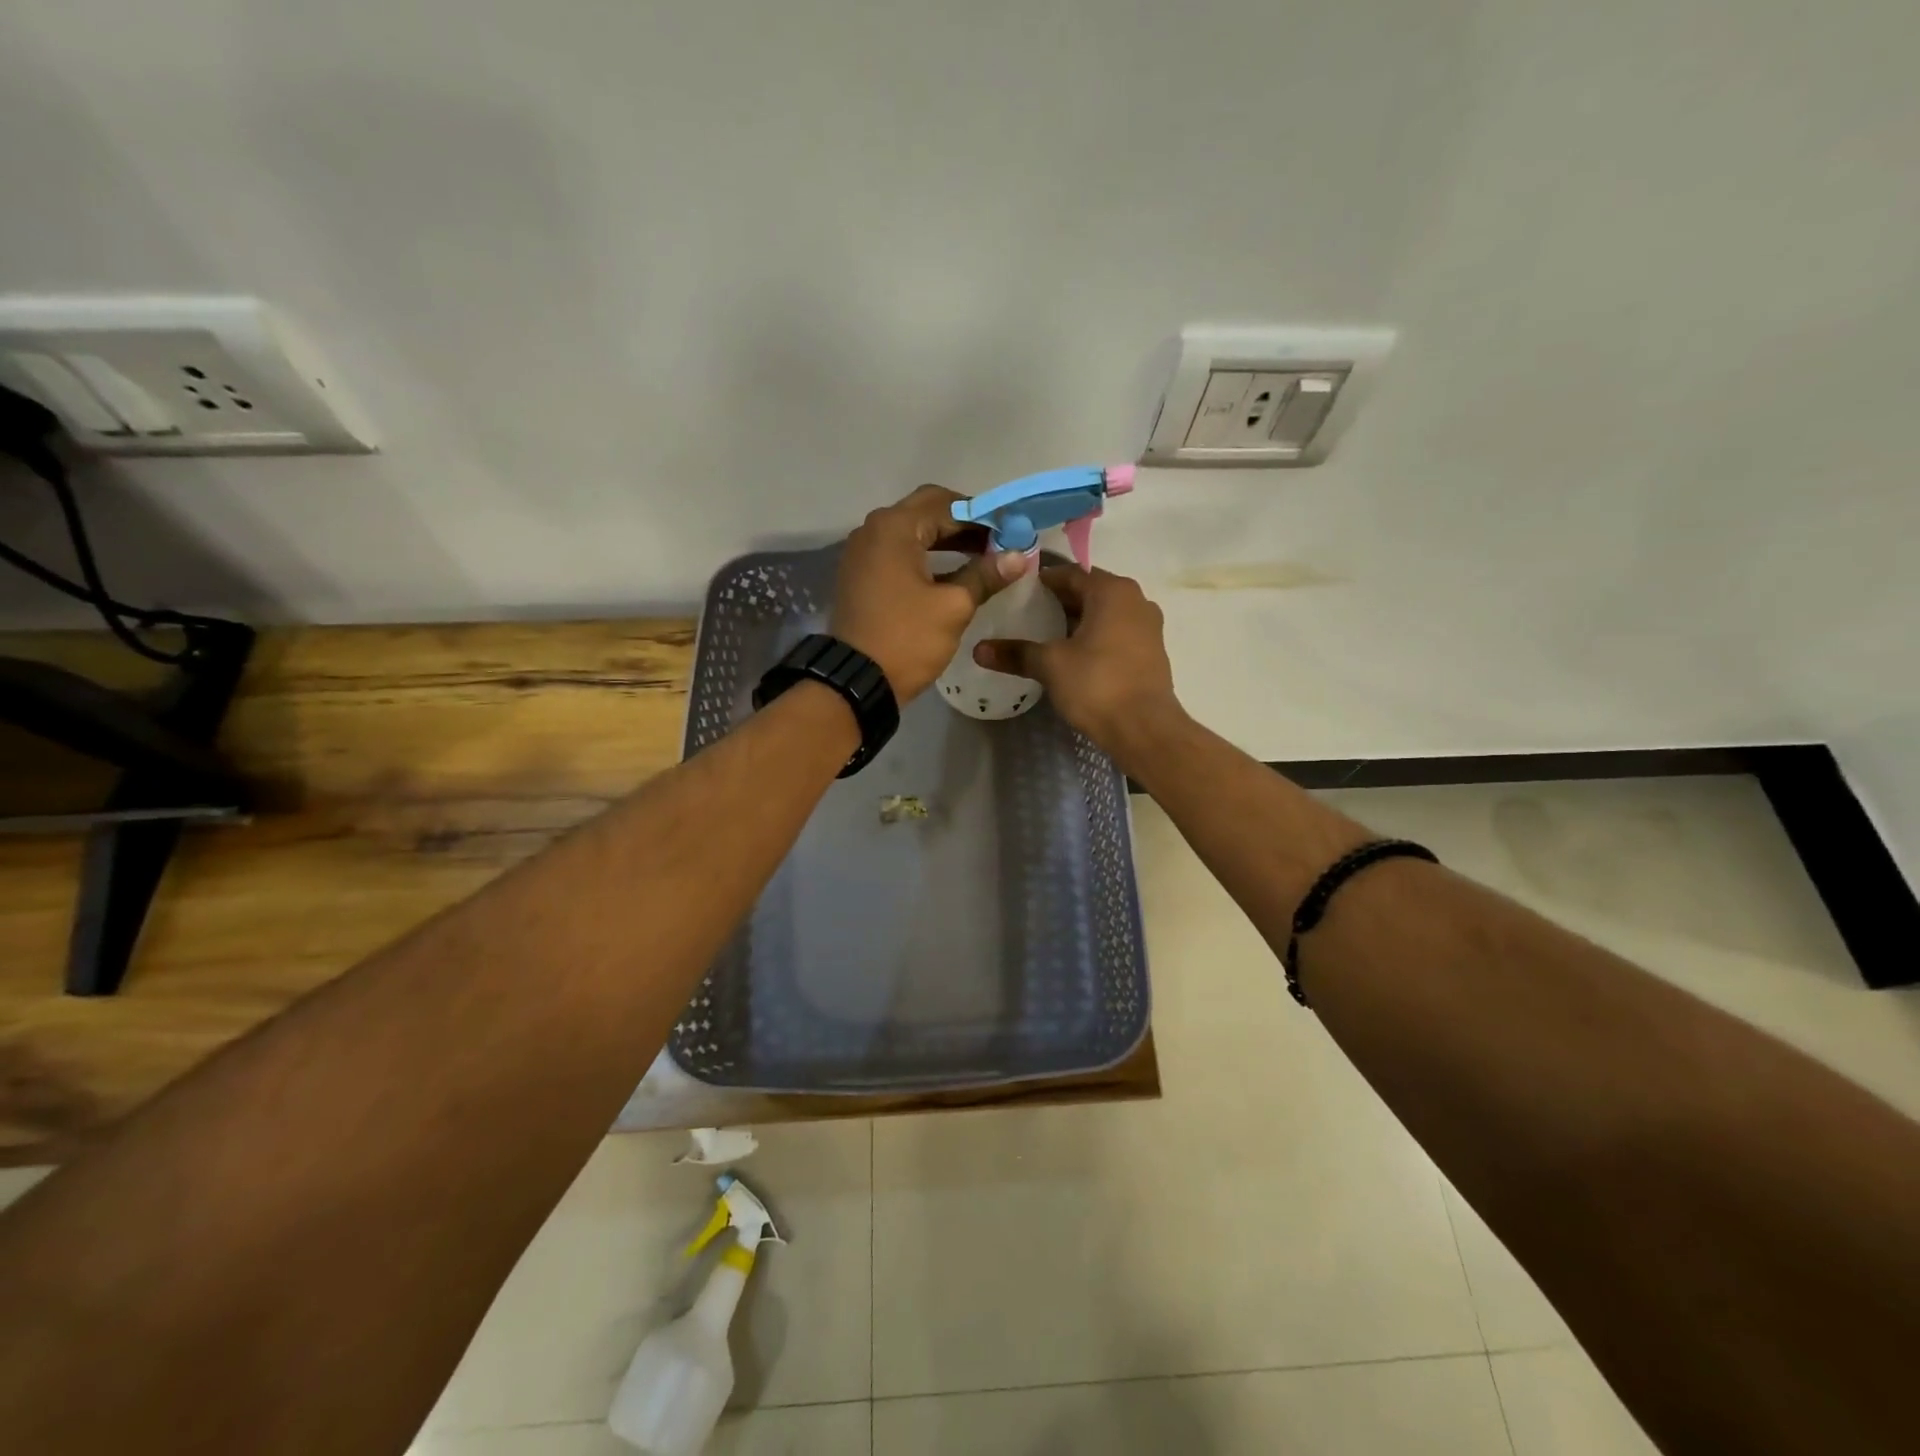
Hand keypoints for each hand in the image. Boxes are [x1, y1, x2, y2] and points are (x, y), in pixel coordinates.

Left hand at [831, 484, 1029, 701]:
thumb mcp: (953, 607)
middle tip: (998, 543)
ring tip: (982, 558)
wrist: (856, 680)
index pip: (948, 503)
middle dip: (964, 524)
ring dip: (945, 539)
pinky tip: (951, 573)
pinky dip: (924, 556)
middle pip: (926, 511)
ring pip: (911, 532)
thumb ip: (985, 575)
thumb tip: (1019, 555)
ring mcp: (862, 552)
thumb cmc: (907, 639)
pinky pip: (897, 552)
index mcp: (895, 527)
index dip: (984, 516)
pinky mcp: (860, 574)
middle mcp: (873, 529)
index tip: (1012, 533)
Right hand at [974, 565, 1184, 753]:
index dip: (1041, 581)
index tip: (1016, 592)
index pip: (1070, 574)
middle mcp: (1135, 600)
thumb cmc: (1097, 685)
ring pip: (1103, 613)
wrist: (1144, 729)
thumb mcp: (1050, 665)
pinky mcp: (1151, 652)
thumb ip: (1016, 653)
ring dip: (1076, 621)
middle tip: (1025, 614)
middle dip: (1058, 602)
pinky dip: (1093, 637)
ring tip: (1044, 635)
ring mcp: (1148, 626)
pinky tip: (1071, 656)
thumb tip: (978, 650)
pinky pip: (1116, 632)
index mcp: (1113, 591)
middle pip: (1088, 591)